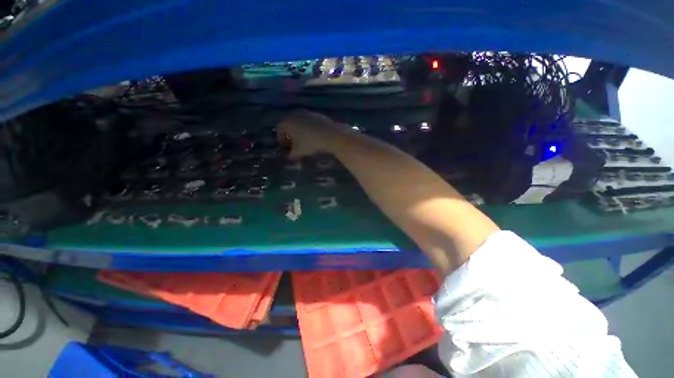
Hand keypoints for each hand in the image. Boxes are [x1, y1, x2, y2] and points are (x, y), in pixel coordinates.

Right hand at [277, 110, 347, 158]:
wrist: (331, 135)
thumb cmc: (310, 143)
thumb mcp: (298, 152)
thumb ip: (291, 155)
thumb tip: (290, 157)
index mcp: (286, 122)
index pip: (279, 131)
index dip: (282, 141)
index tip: (287, 149)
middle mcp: (294, 114)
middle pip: (289, 126)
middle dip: (290, 136)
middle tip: (295, 146)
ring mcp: (306, 113)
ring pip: (299, 123)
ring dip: (300, 132)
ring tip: (305, 142)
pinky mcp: (317, 114)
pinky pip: (309, 122)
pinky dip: (309, 129)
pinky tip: (314, 137)